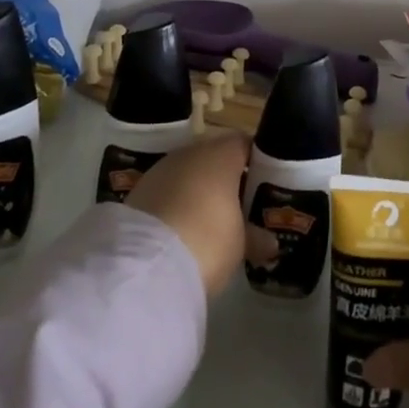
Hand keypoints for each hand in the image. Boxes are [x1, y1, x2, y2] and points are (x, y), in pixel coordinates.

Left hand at [125, 132, 252, 296]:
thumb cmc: (207, 240)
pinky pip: (165, 191)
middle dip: (224, 179)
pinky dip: (173, 205)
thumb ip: (256, 237)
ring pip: (186, 174)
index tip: (262, 184)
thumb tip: (270, 242)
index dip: (254, 161)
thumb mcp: (240, 244)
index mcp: (221, 155)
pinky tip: (179, 231)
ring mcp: (161, 169)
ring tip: (207, 223)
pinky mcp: (138, 191)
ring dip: (196, 192)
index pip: (244, 144)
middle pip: (214, 157)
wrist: (145, 262)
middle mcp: (191, 152)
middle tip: (237, 208)